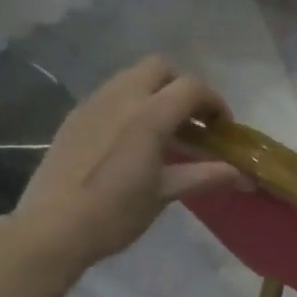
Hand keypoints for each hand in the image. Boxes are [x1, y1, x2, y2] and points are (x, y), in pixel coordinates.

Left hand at [8, 56, 243, 268]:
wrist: (53, 227)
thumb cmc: (115, 213)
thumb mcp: (164, 194)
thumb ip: (205, 176)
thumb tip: (243, 175)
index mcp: (147, 115)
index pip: (191, 88)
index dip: (215, 103)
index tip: (223, 129)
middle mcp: (120, 98)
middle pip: (160, 68)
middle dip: (183, 88)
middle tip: (193, 122)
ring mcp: (93, 103)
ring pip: (132, 78)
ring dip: (156, 94)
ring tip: (165, 132)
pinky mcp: (75, 117)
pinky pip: (110, 95)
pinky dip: (132, 105)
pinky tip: (133, 141)